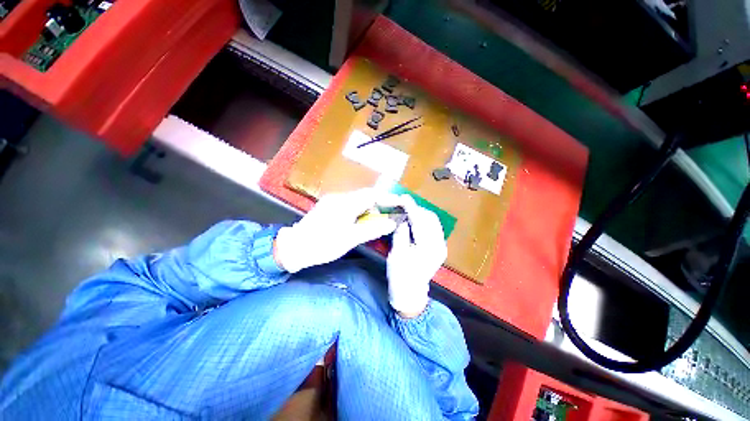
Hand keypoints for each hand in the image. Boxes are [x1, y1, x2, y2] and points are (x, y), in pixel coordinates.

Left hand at [274, 188, 398, 272]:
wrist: (294, 247)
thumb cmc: (323, 244)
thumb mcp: (350, 239)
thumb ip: (372, 230)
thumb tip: (391, 223)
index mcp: (345, 204)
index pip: (371, 195)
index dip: (387, 197)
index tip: (399, 202)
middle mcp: (339, 197)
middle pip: (365, 195)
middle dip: (379, 202)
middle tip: (389, 213)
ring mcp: (332, 201)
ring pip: (357, 199)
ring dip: (369, 207)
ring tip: (377, 218)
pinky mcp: (328, 206)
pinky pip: (350, 204)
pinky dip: (360, 210)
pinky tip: (361, 219)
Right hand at [386, 195, 447, 317]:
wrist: (410, 294)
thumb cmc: (400, 276)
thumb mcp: (396, 254)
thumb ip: (401, 233)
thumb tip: (403, 218)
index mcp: (428, 248)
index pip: (420, 221)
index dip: (411, 208)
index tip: (403, 198)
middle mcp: (439, 245)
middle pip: (431, 219)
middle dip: (417, 210)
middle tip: (403, 206)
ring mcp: (441, 246)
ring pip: (433, 222)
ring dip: (420, 215)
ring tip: (407, 213)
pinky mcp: (439, 248)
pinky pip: (433, 228)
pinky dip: (423, 222)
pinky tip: (414, 222)